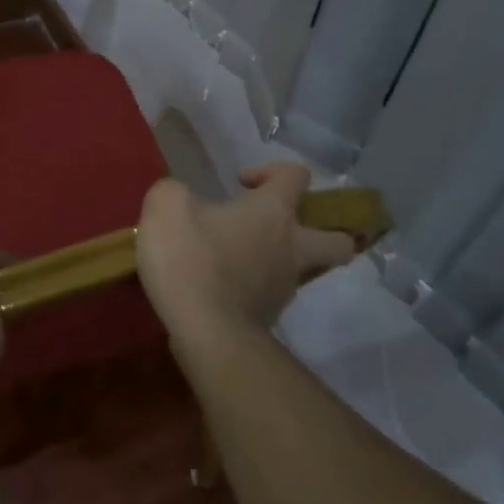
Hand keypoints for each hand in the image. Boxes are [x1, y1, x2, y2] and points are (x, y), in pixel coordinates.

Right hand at [136, 162, 357, 335]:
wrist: (205, 332)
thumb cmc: (191, 259)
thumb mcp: (166, 207)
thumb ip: (174, 191)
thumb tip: (180, 196)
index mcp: (273, 212)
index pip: (296, 176)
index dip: (272, 171)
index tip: (241, 184)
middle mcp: (291, 248)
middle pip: (337, 241)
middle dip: (323, 231)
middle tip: (282, 227)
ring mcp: (284, 288)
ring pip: (302, 270)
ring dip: (280, 260)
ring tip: (238, 258)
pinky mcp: (269, 318)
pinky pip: (271, 295)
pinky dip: (255, 287)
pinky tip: (222, 285)